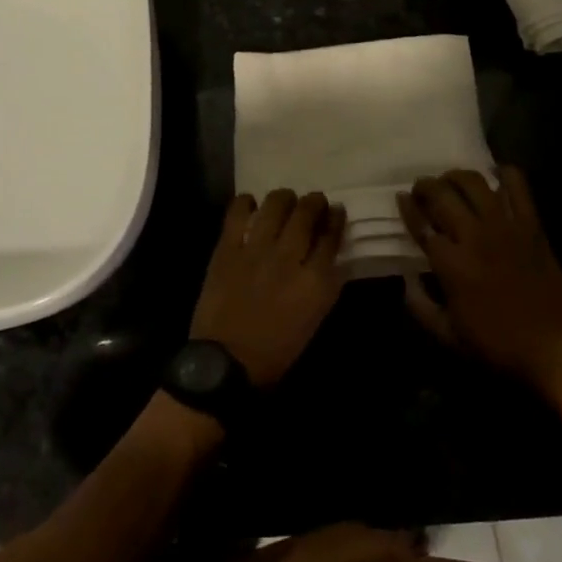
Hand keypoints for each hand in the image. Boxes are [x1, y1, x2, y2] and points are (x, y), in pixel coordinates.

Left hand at [190, 190, 345, 388]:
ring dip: (284, 197)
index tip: (336, 211)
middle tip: (314, 200)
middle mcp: (289, 258)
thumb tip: (331, 257)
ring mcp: (256, 250)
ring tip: (284, 199)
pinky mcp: (227, 248)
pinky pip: (238, 212)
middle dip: (314, 202)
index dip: (335, 219)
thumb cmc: (275, 351)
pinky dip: (246, 203)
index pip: (332, 236)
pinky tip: (250, 204)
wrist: (225, 363)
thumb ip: (325, 285)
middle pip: (307, 213)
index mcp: (315, 282)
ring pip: (276, 205)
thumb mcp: (313, 319)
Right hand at [398, 167, 561, 404]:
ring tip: (452, 182)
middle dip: (425, 186)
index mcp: (451, 264)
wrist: (556, 352)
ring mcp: (505, 227)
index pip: (420, 223)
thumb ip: (420, 306)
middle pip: (441, 194)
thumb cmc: (498, 347)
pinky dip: (505, 174)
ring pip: (474, 182)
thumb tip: (406, 280)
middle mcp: (474, 236)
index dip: (407, 207)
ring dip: (456, 176)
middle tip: (422, 189)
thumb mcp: (448, 337)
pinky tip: (495, 178)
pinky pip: (518, 187)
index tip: (400, 198)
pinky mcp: (532, 226)